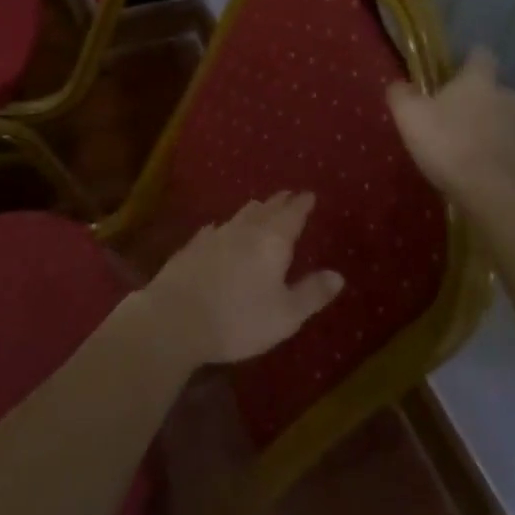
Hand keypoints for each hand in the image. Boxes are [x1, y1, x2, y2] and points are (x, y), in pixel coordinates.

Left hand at [143, 192, 343, 366]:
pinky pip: (214, 230)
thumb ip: (312, 293)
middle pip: (265, 209)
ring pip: (239, 216)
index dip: (302, 204)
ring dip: (253, 210)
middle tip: (288, 195)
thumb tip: (338, 275)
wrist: (176, 318)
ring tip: (260, 206)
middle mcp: (245, 230)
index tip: (309, 195)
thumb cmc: (239, 319)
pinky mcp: (192, 247)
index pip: (292, 215)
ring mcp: (215, 236)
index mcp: (273, 242)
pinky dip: (224, 227)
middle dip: (279, 202)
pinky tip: (218, 229)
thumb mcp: (285, 315)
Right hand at [388, 47, 514, 200]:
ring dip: (492, 129)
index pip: (481, 54)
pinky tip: (484, 172)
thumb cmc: (449, 145)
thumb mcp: (410, 117)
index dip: (468, 61)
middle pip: (495, 90)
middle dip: (478, 100)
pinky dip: (502, 155)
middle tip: (454, 119)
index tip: (453, 73)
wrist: (496, 195)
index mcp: (480, 80)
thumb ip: (401, 94)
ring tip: (469, 150)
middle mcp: (510, 96)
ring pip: (507, 119)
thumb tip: (399, 84)